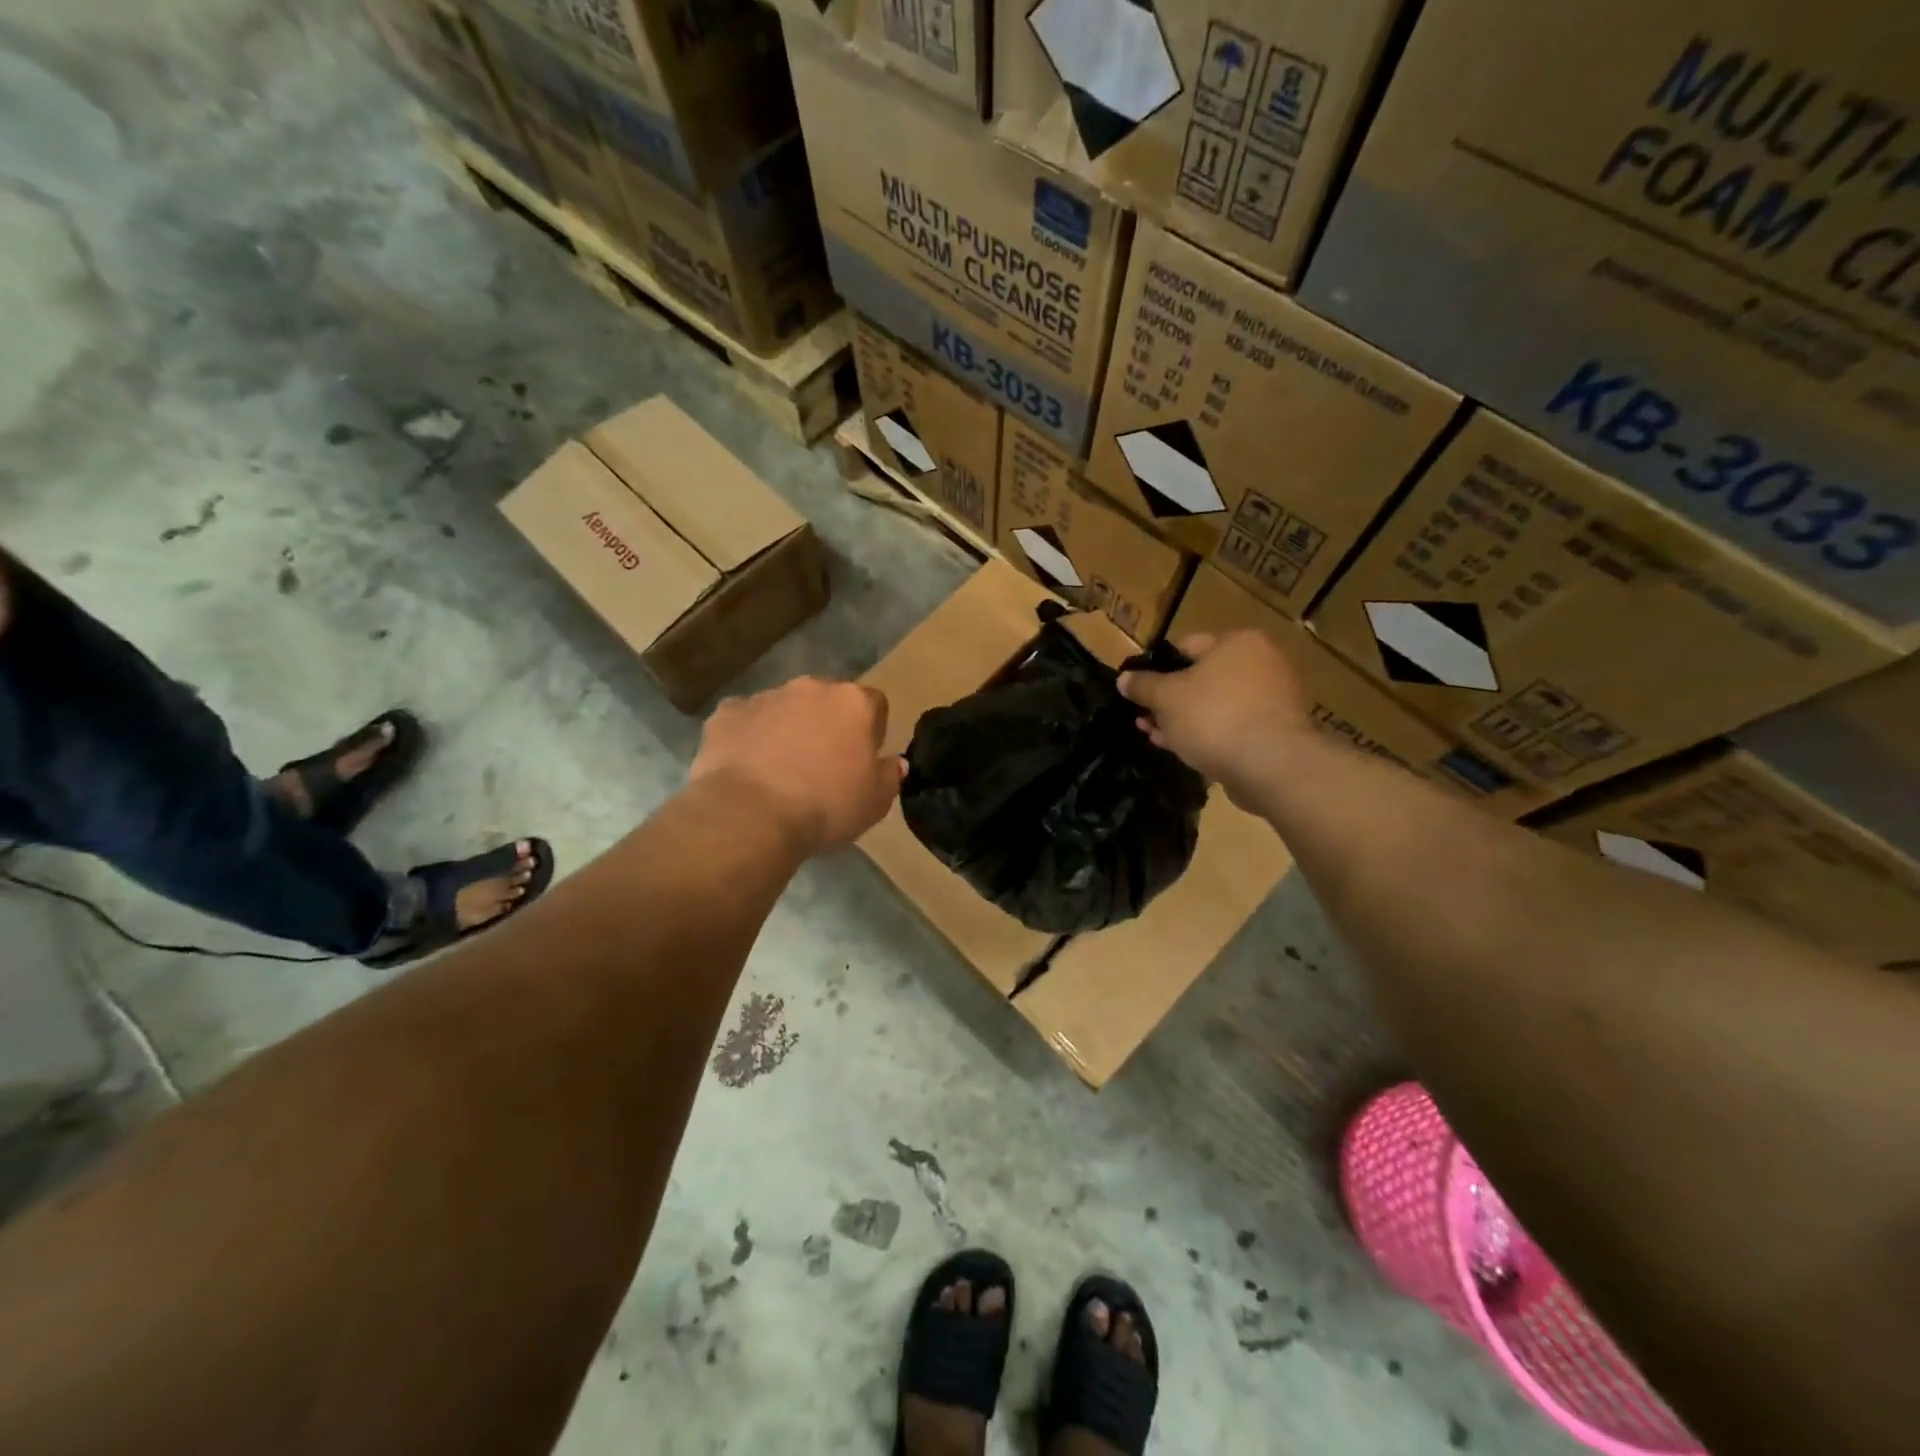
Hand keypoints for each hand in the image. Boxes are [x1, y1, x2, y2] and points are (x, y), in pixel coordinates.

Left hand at [690, 678, 904, 855]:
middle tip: (823, 763)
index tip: (863, 759)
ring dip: (788, 728)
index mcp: (853, 703)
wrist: (751, 815)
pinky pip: (744, 720)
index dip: (871, 731)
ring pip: (784, 707)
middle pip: (827, 700)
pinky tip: (747, 767)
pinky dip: (748, 736)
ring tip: (781, 769)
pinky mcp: (727, 713)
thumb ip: (889, 776)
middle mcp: (811, 688)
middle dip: (827, 723)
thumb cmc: (826, 807)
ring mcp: (766, 697)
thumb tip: (894, 762)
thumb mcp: (875, 802)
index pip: (874, 704)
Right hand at [1118, 631, 1311, 804]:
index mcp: (1238, 642)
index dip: (1157, 667)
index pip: (1187, 645)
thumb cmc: (1214, 716)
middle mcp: (1261, 663)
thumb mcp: (1165, 697)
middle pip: (1201, 677)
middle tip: (1143, 718)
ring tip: (1154, 736)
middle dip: (1168, 699)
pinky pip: (1231, 726)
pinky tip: (1181, 749)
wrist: (1270, 765)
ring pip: (1214, 705)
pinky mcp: (1275, 732)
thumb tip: (1123, 678)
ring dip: (1183, 719)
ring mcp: (1272, 699)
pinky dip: (1206, 734)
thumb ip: (1142, 685)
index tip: (1138, 689)